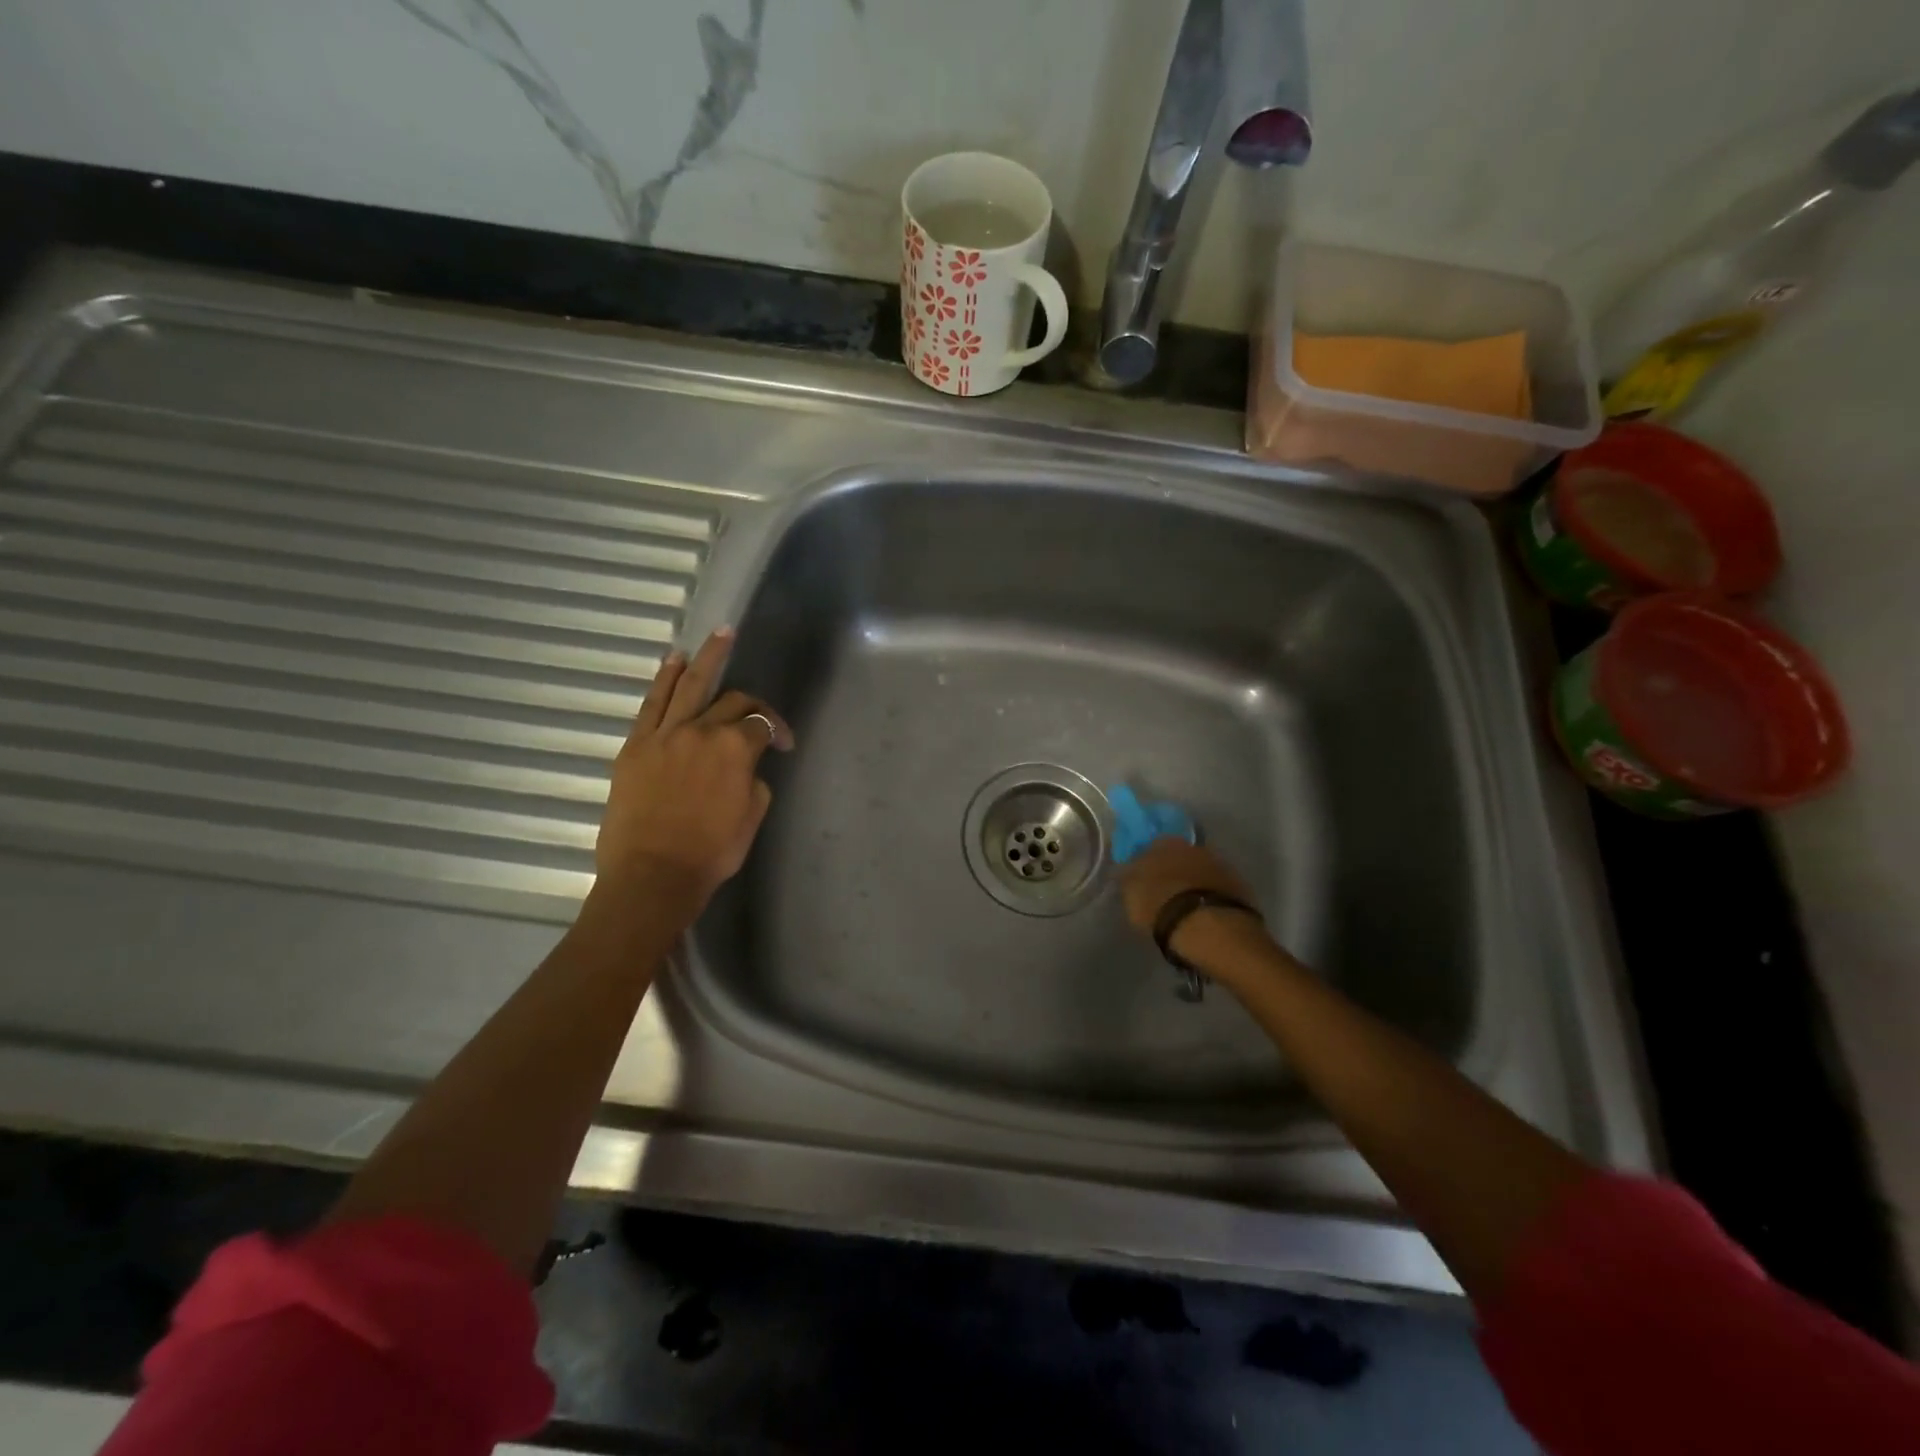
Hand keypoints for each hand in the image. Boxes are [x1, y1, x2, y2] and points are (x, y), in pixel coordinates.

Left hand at [593, 627, 793, 922]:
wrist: (653, 876)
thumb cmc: (711, 853)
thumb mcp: (751, 818)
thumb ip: (755, 782)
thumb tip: (747, 768)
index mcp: (735, 749)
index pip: (761, 724)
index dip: (778, 730)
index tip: (784, 746)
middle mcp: (701, 730)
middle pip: (731, 700)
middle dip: (750, 702)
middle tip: (757, 706)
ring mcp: (664, 734)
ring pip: (689, 685)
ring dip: (707, 657)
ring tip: (719, 635)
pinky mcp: (636, 745)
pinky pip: (652, 704)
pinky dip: (664, 679)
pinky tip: (674, 661)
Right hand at [1119, 838, 1265, 965]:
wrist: (1211, 928)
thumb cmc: (1162, 907)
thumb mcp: (1131, 894)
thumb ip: (1129, 878)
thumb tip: (1129, 870)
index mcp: (1165, 843)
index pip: (1151, 845)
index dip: (1146, 861)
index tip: (1142, 877)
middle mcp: (1195, 847)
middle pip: (1180, 857)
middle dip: (1173, 871)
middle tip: (1164, 893)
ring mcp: (1221, 866)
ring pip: (1200, 871)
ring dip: (1193, 884)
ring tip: (1186, 908)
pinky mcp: (1240, 887)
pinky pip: (1218, 889)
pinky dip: (1211, 897)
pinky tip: (1205, 915)